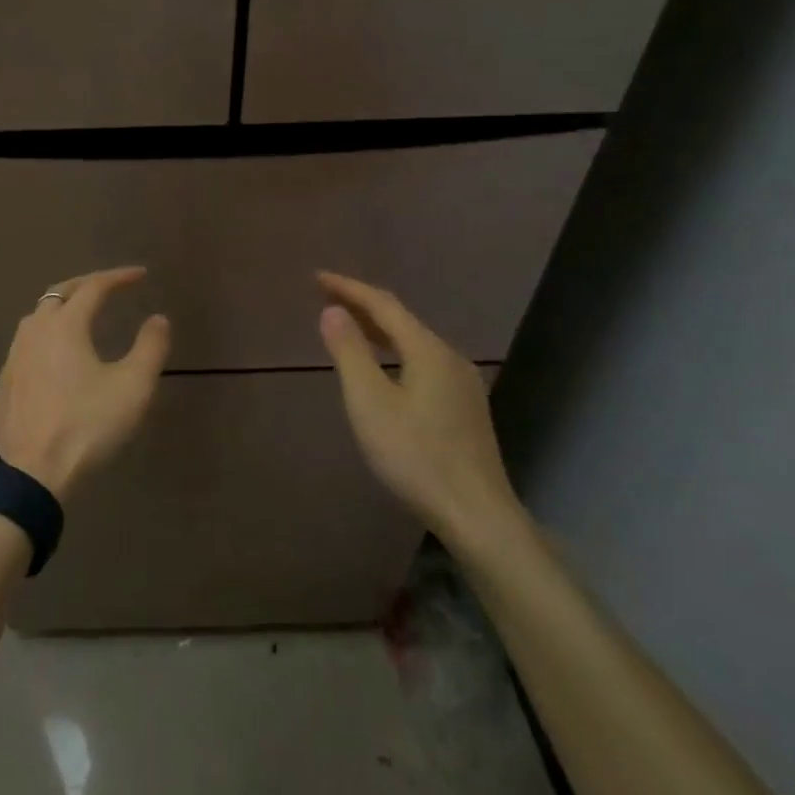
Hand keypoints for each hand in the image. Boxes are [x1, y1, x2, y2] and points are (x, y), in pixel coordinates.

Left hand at [0, 267, 170, 502]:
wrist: (29, 474)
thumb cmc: (85, 426)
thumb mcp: (132, 388)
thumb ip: (150, 348)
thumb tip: (158, 319)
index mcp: (65, 325)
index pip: (93, 287)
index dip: (118, 277)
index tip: (140, 275)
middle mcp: (34, 332)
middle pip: (58, 294)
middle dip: (86, 285)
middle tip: (109, 286)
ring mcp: (13, 358)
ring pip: (37, 318)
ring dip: (62, 308)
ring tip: (82, 316)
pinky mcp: (4, 384)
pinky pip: (27, 345)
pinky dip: (47, 336)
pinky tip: (55, 357)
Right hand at [317, 272, 524, 552]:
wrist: (477, 515)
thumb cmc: (416, 456)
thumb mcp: (370, 403)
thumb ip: (350, 353)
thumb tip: (332, 311)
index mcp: (428, 350)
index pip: (384, 305)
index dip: (349, 289)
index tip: (317, 278)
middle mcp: (450, 358)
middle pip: (402, 320)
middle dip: (363, 306)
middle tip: (327, 298)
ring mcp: (463, 384)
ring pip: (414, 343)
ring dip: (379, 330)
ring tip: (350, 327)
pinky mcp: (465, 408)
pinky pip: (423, 363)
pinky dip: (395, 352)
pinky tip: (386, 369)